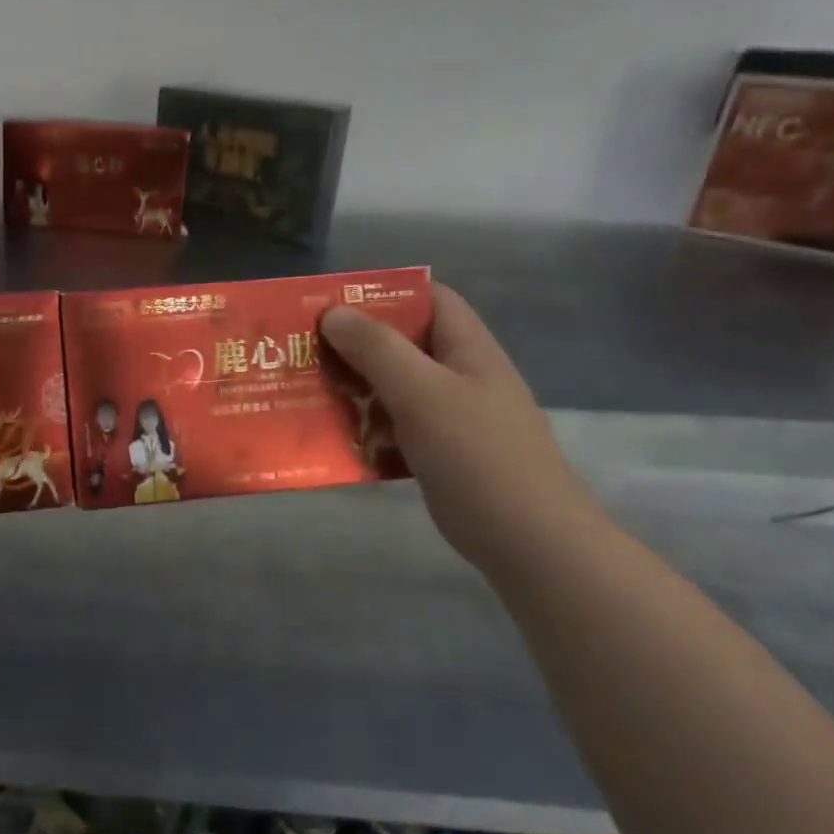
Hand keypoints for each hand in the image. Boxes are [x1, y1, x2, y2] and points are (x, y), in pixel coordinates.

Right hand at [320, 286, 604, 576]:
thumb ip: (377, 349)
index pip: (429, 298)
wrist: (527, 541)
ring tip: (310, 395)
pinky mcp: (438, 452)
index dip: (384, 293)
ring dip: (355, 390)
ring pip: (393, 388)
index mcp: (466, 348)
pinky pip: (394, 428)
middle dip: (354, 346)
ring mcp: (450, 416)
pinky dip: (367, 430)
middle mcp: (459, 375)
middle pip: (402, 344)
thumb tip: (333, 312)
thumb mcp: (422, 392)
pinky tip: (338, 441)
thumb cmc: (477, 455)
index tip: (332, 304)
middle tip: (306, 353)